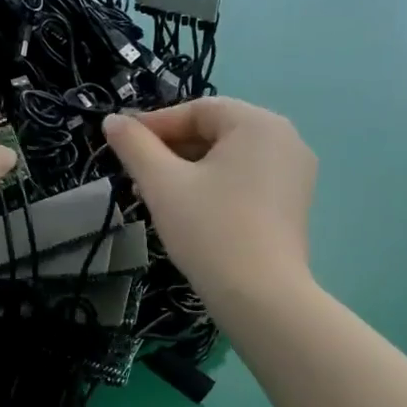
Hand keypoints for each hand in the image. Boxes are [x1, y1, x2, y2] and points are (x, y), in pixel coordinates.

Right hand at [103, 99, 316, 297]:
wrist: (260, 297)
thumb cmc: (209, 230)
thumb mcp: (162, 184)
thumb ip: (134, 145)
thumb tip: (112, 120)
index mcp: (258, 124)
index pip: (198, 110)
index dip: (155, 124)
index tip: (121, 145)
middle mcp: (285, 139)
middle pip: (215, 131)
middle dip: (170, 150)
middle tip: (135, 175)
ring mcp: (294, 173)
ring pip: (228, 158)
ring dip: (187, 169)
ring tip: (153, 196)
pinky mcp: (292, 203)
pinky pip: (245, 179)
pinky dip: (213, 185)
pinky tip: (187, 210)